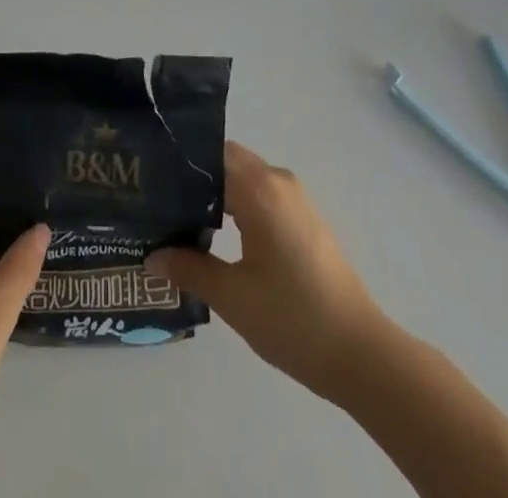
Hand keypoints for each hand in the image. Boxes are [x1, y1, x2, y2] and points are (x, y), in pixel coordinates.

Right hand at [147, 141, 387, 403]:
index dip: (177, 162)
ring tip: (175, 214)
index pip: (208, 154)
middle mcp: (277, 181)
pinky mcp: (302, 217)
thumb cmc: (293, 319)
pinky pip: (259, 193)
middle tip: (155, 197)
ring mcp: (294, 198)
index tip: (147, 177)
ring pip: (242, 176)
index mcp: (259, 189)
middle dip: (192, 175)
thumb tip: (151, 256)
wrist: (360, 353)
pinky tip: (213, 231)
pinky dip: (234, 202)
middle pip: (225, 160)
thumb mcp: (233, 297)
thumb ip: (189, 269)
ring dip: (213, 190)